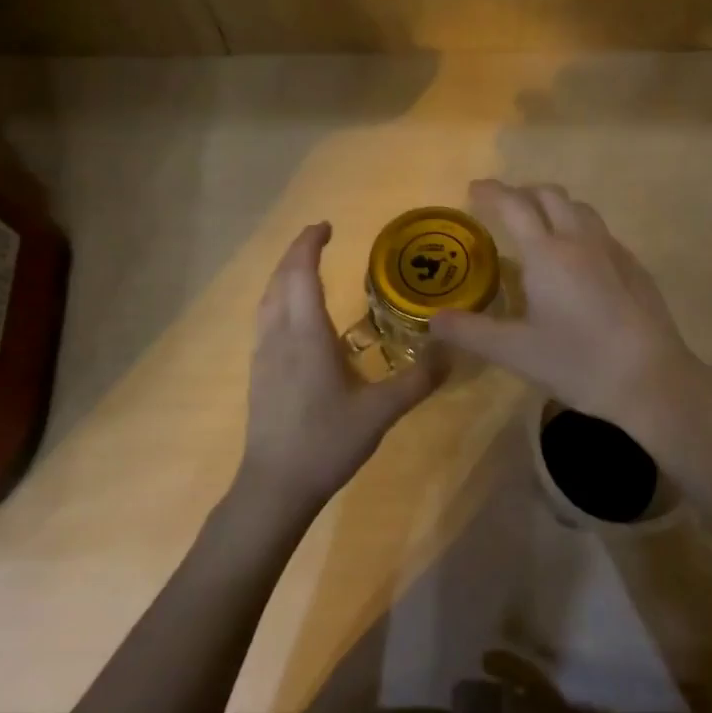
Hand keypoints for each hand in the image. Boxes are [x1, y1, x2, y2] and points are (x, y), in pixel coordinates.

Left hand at [237, 222, 445, 515]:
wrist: (275, 486)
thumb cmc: (326, 443)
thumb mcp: (381, 411)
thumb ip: (418, 380)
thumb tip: (452, 349)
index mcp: (306, 334)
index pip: (302, 273)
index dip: (310, 244)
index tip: (326, 226)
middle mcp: (279, 335)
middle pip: (280, 279)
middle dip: (297, 252)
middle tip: (320, 238)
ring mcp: (263, 354)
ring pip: (267, 299)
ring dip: (284, 274)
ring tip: (306, 267)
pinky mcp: (259, 372)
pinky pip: (265, 318)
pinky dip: (279, 298)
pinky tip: (296, 315)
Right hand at [431, 180, 711, 437]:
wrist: (652, 379)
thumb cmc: (579, 362)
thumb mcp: (516, 352)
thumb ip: (471, 332)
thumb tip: (433, 320)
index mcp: (547, 253)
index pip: (514, 206)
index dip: (492, 192)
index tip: (474, 189)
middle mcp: (580, 240)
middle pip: (550, 195)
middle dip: (522, 192)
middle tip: (502, 207)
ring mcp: (612, 250)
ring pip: (579, 209)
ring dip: (553, 206)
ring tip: (538, 226)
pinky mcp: (634, 266)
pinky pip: (600, 231)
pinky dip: (578, 228)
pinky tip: (576, 260)